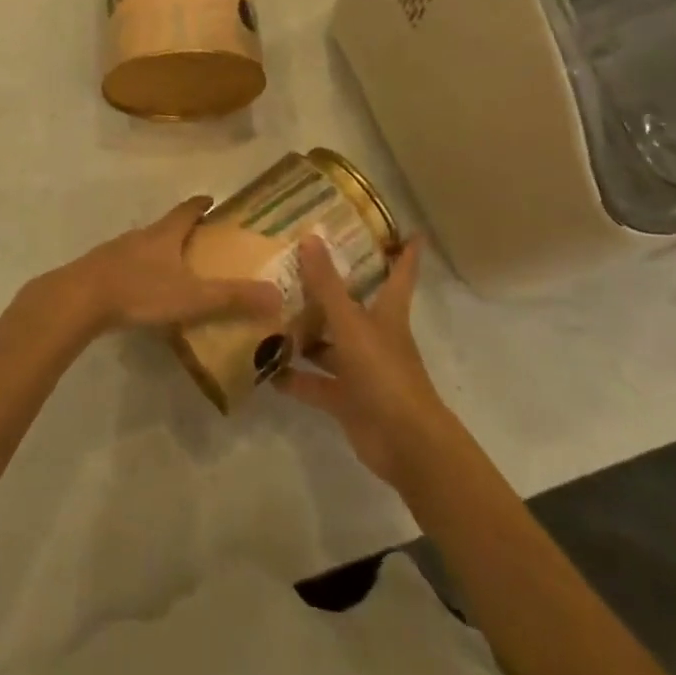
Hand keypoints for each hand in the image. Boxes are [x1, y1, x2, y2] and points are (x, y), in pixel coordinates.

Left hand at [51, 196, 283, 336]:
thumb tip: (277, 295)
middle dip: (184, 231)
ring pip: (144, 247)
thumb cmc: (139, 290)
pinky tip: (144, 293)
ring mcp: (116, 252)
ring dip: (161, 253)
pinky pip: (126, 267)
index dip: (201, 204)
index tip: (212, 200)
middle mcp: (141, 237)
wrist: (79, 300)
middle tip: (203, 242)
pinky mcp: (99, 272)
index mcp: (164, 234)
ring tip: (177, 270)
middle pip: (166, 227)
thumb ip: (232, 297)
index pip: (187, 210)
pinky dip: (140, 273)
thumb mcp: (191, 296)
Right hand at [277, 236, 456, 490]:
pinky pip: (315, 384)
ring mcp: (360, 370)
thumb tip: (310, 237)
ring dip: (304, 334)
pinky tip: (264, 368)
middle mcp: (374, 336)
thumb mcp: (350, 323)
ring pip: (329, 345)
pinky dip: (293, 378)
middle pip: (352, 306)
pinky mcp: (346, 399)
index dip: (406, 253)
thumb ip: (327, 285)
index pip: (400, 274)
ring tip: (268, 313)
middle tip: (295, 264)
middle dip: (329, 289)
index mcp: (387, 314)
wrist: (404, 442)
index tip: (411, 232)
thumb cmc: (383, 372)